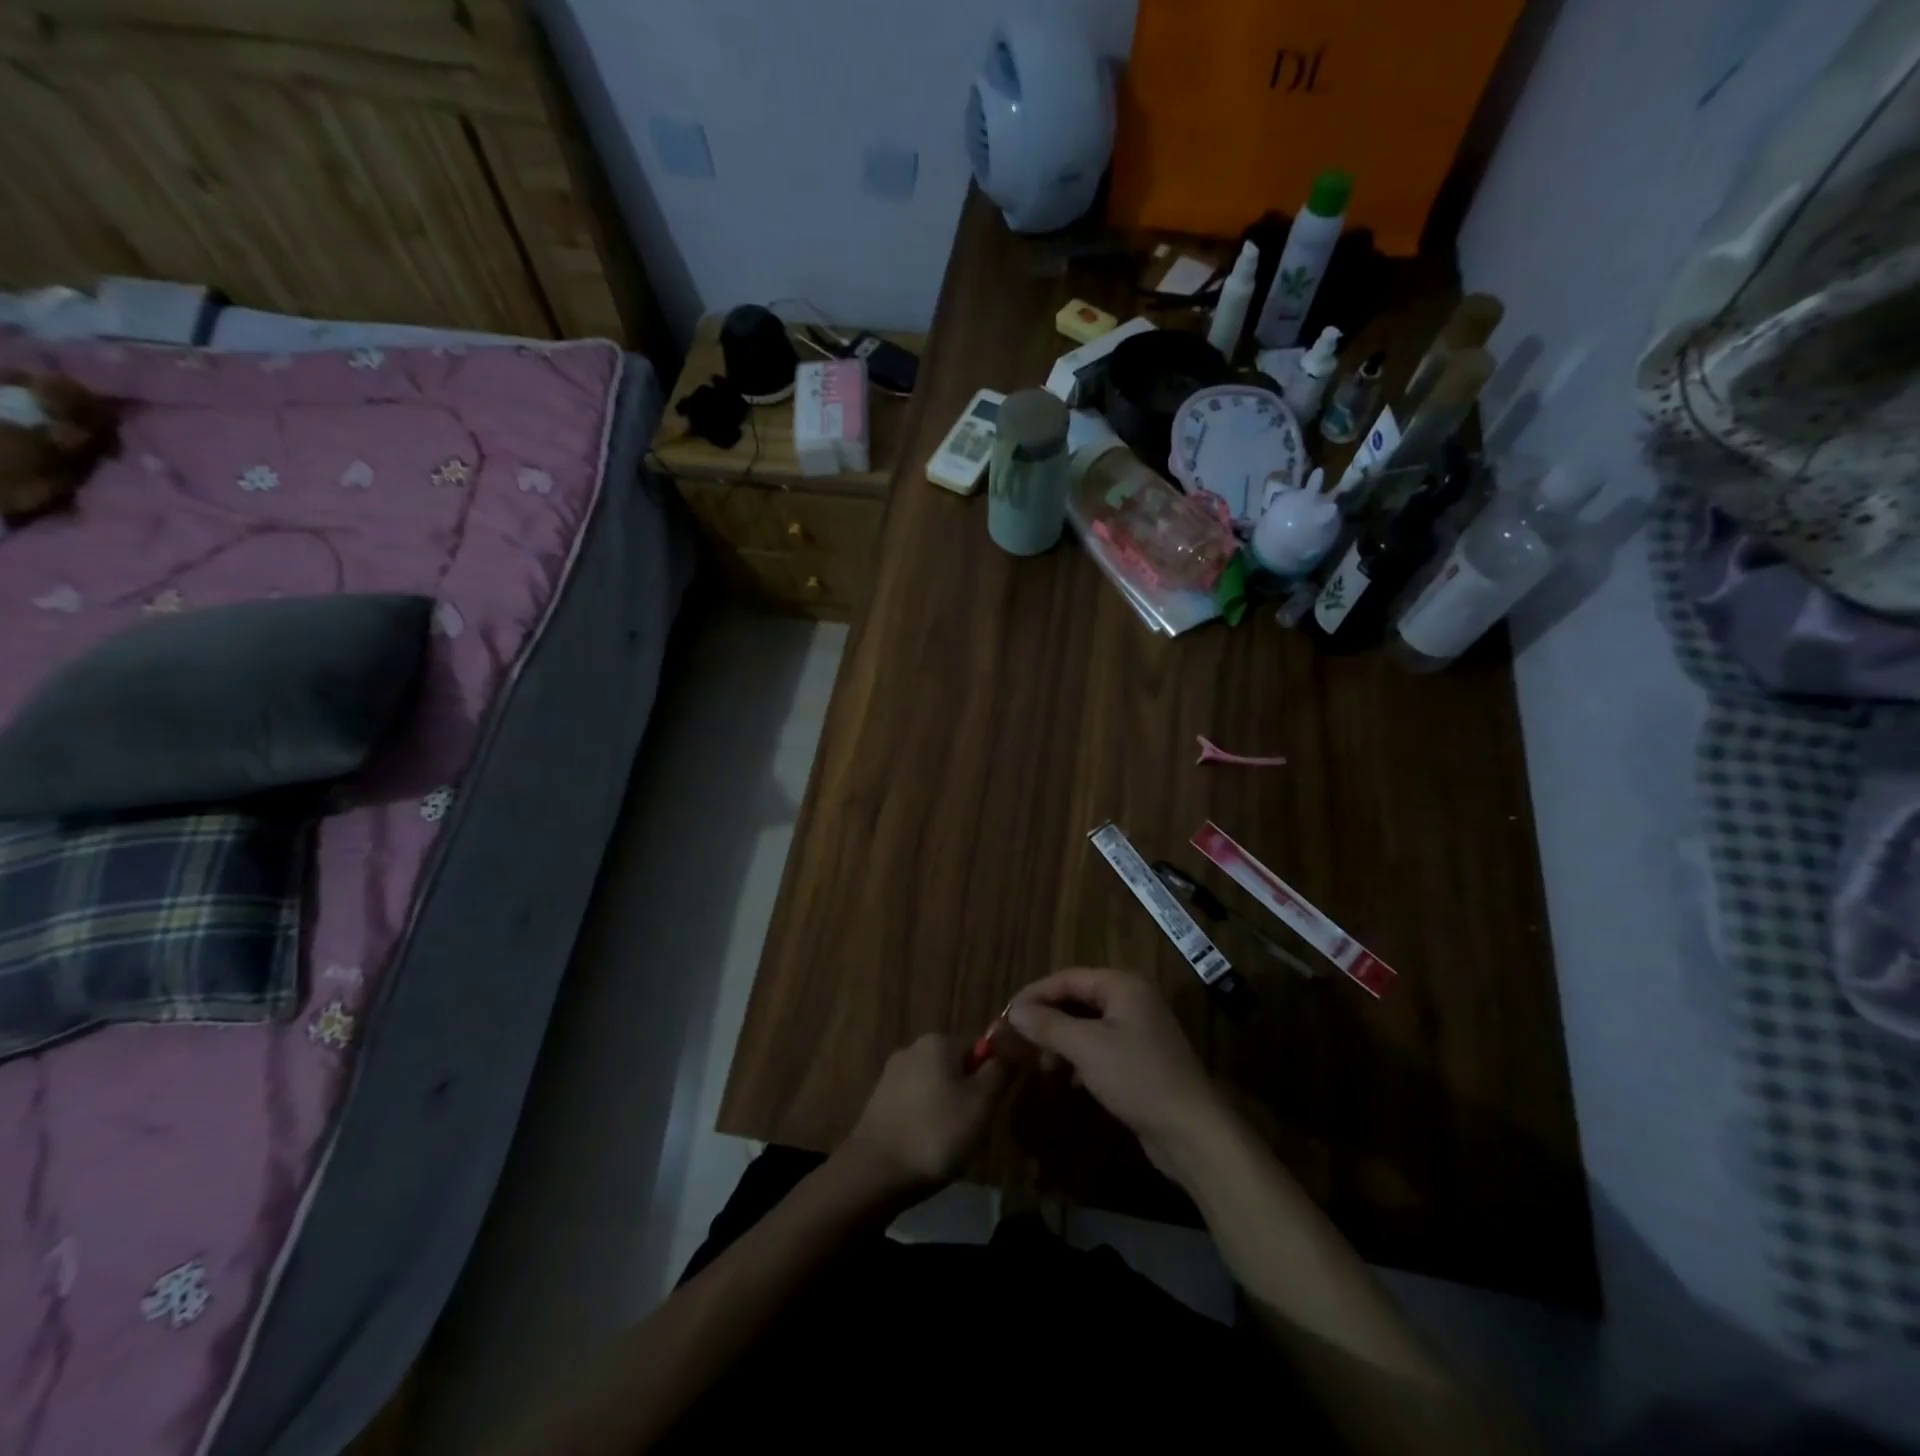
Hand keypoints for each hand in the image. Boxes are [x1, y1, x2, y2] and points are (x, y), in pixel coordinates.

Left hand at [839, 1033, 1007, 1199]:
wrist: (875, 1172)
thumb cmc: (936, 1133)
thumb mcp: (981, 1103)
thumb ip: (1000, 1070)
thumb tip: (1013, 1045)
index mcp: (939, 1041)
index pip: (980, 1047)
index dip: (992, 1076)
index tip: (992, 1108)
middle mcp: (914, 1047)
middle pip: (957, 1065)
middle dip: (969, 1092)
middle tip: (974, 1128)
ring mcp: (893, 1073)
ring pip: (936, 1085)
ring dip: (947, 1107)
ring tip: (949, 1142)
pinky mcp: (879, 1099)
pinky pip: (915, 1102)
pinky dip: (925, 1118)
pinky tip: (926, 1144)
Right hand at [1008, 968, 1225, 1176]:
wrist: (1191, 1131)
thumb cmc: (1137, 1077)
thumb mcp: (1086, 1048)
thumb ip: (1048, 1025)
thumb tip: (1014, 1011)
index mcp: (1122, 985)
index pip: (1067, 978)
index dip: (1034, 994)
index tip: (1006, 1015)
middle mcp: (1132, 999)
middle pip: (1077, 999)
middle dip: (1047, 1019)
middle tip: (1018, 1040)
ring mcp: (1139, 1030)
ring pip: (1088, 1025)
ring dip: (1061, 1041)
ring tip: (1041, 1064)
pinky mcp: (1142, 1059)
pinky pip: (1101, 1047)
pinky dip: (1080, 1058)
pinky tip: (1070, 1081)